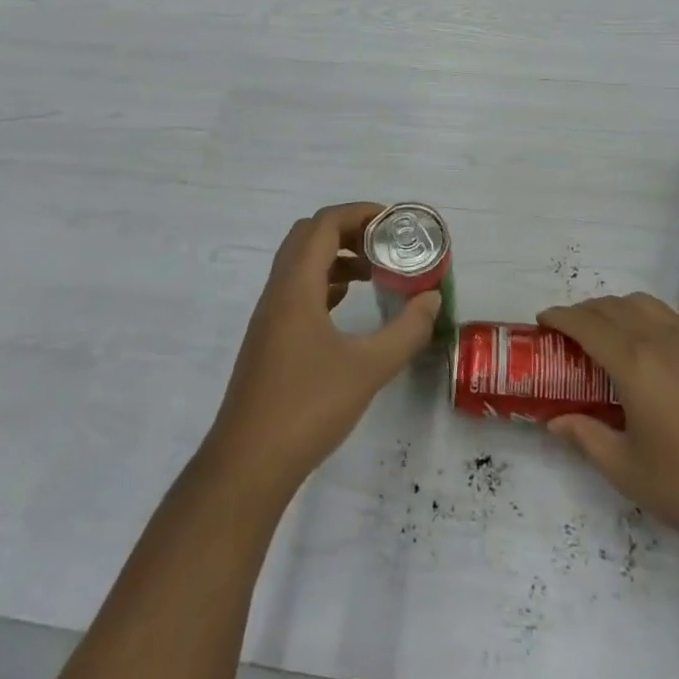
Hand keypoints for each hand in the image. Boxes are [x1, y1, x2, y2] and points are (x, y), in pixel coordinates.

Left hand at [205, 204, 441, 496]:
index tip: (394, 222)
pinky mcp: (268, 341)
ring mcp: (269, 317)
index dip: (359, 212)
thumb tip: (432, 299)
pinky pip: (297, 291)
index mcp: (296, 286)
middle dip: (348, 230)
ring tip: (374, 272)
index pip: (324, 224)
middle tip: (385, 243)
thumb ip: (406, 331)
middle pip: (308, 236)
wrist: (247, 465)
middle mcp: (277, 292)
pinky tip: (347, 305)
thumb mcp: (368, 368)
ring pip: (300, 264)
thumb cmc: (307, 408)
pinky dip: (324, 283)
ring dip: (336, 256)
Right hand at [538, 294, 678, 562]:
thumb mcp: (627, 470)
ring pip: (646, 303)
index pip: (586, 324)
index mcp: (634, 362)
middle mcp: (661, 337)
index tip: (543, 320)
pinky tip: (660, 341)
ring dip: (619, 309)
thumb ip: (586, 438)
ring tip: (611, 333)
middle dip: (585, 312)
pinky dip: (658, 317)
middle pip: (613, 306)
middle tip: (571, 333)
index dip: (560, 317)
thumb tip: (554, 421)